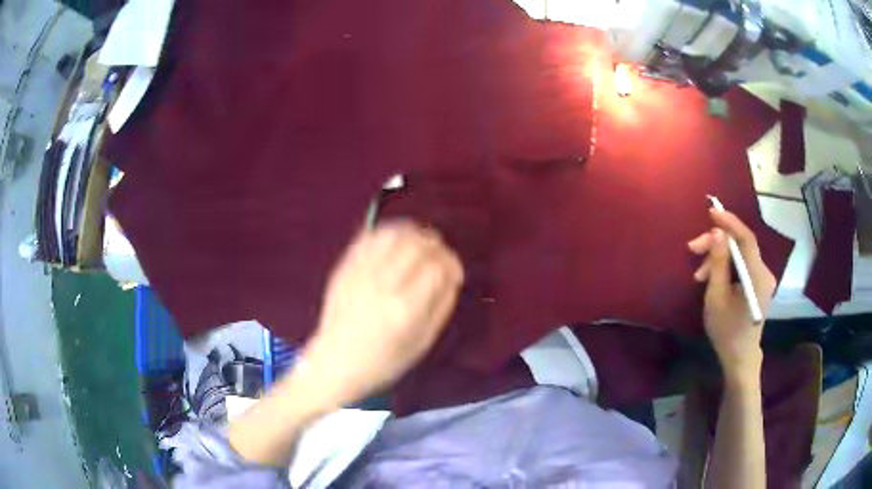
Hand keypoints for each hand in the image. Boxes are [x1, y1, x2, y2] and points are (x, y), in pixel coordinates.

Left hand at [303, 221, 463, 406]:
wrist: (334, 362)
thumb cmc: (383, 362)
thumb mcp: (422, 343)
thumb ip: (442, 307)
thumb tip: (452, 276)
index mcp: (405, 309)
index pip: (437, 267)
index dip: (452, 263)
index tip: (454, 272)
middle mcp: (382, 286)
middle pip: (417, 244)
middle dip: (436, 245)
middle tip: (439, 256)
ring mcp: (360, 273)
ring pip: (393, 234)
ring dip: (413, 233)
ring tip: (420, 243)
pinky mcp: (344, 268)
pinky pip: (369, 237)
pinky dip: (388, 232)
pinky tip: (396, 239)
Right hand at [688, 210, 775, 385]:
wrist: (740, 358)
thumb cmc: (726, 331)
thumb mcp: (716, 297)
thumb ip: (718, 263)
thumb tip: (717, 233)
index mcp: (757, 276)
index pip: (746, 238)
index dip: (729, 222)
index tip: (711, 211)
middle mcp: (764, 272)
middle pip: (741, 246)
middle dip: (717, 244)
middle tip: (692, 249)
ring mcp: (763, 279)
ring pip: (740, 255)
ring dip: (719, 257)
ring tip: (698, 274)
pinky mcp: (759, 284)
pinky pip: (742, 265)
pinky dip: (726, 266)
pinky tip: (711, 277)